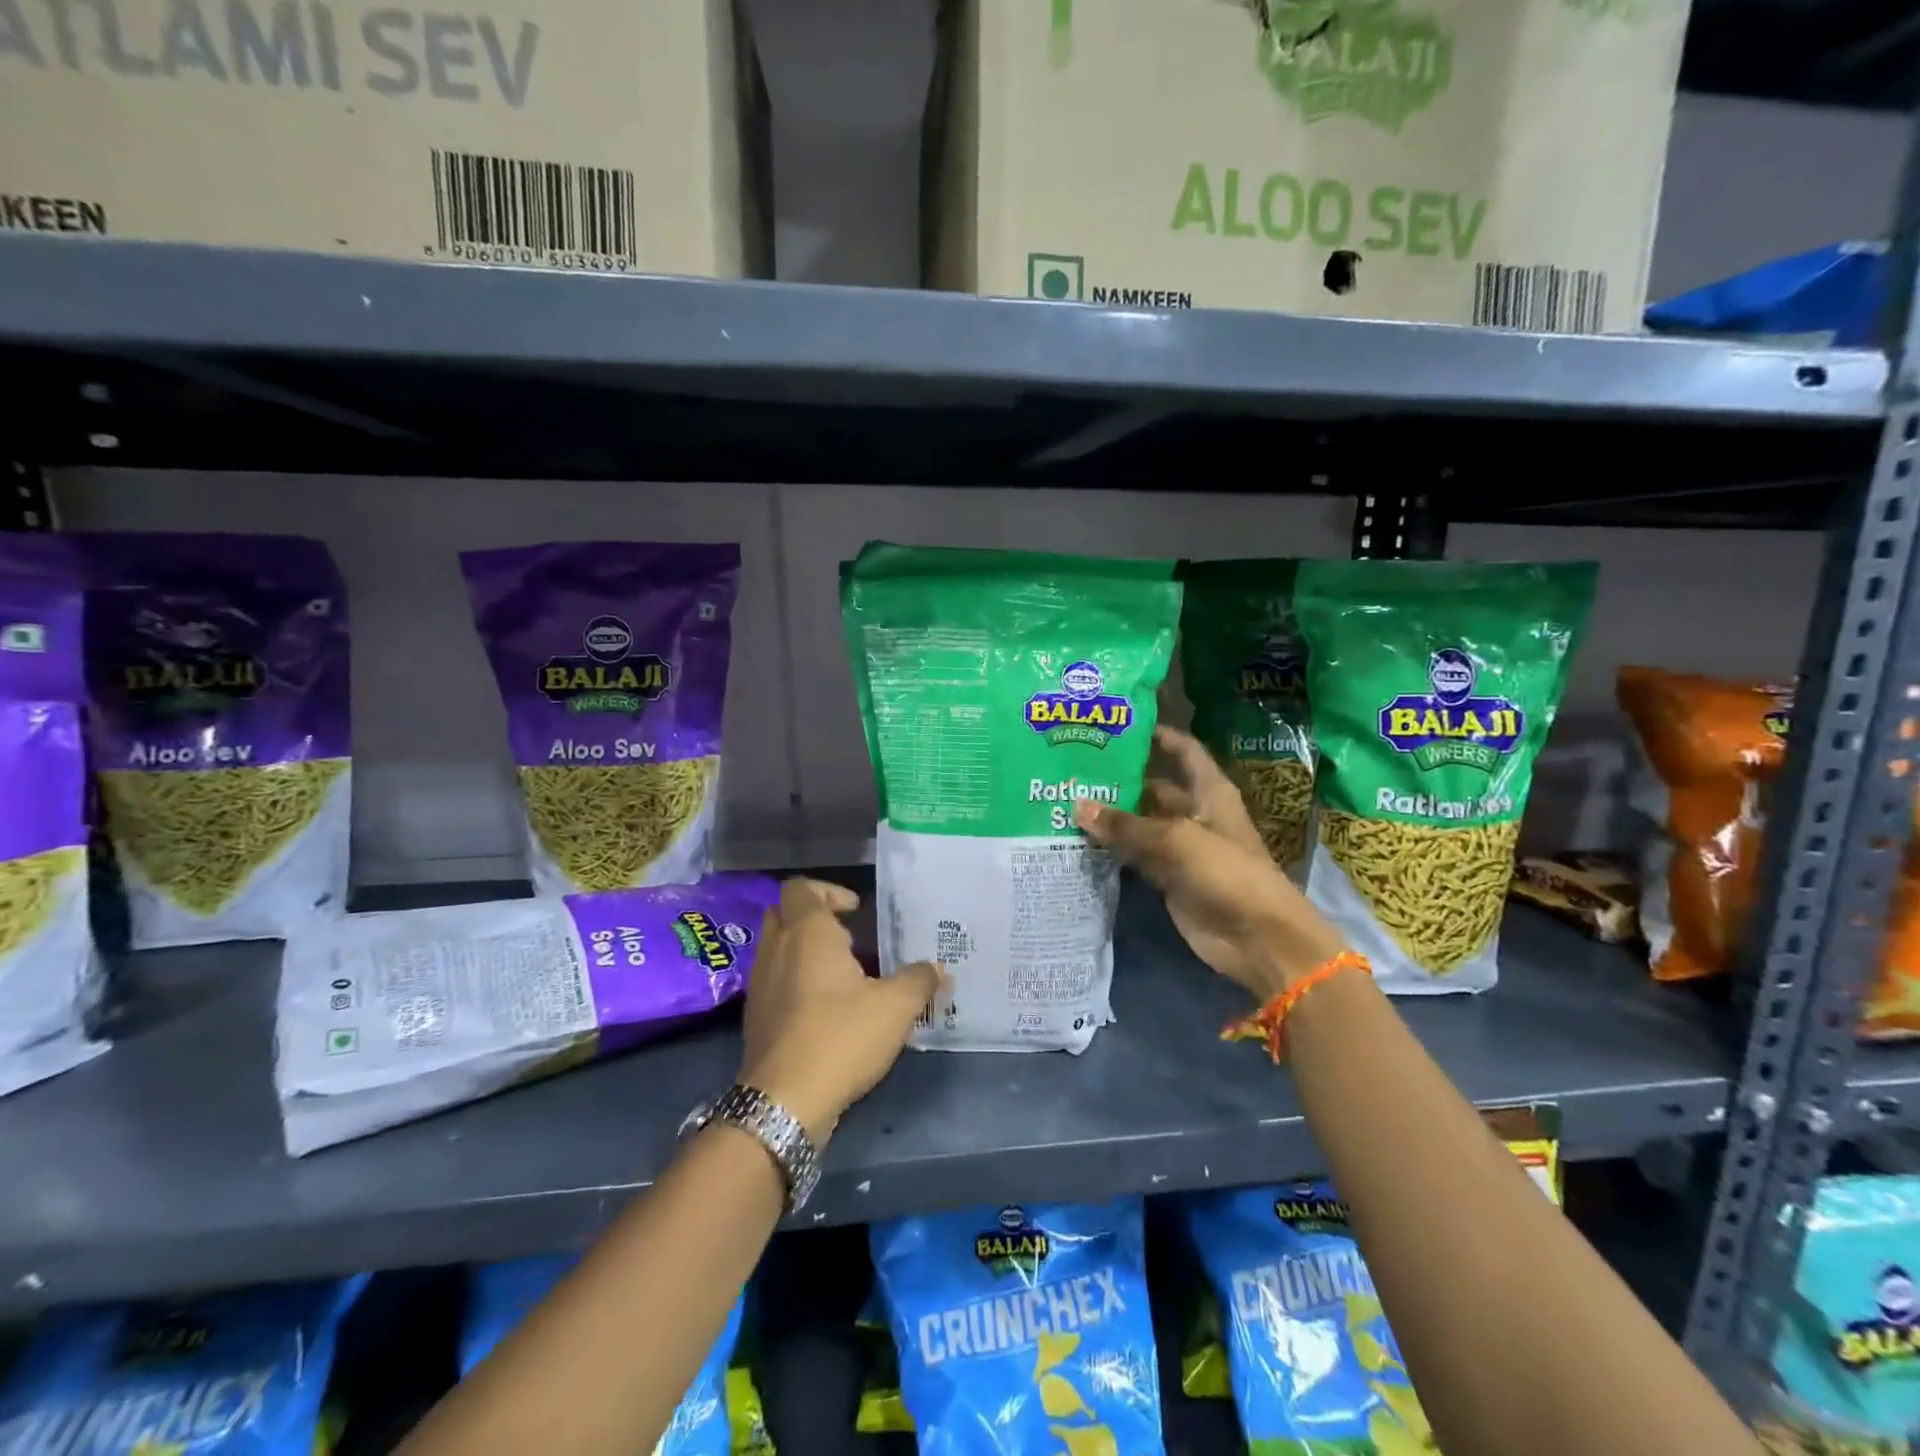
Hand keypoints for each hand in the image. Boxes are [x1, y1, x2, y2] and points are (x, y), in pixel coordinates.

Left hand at [736, 877, 939, 1143]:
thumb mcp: (895, 1007)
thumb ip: (919, 980)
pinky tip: (825, 1009)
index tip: (857, 911)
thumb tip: (939, 969)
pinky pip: (774, 982)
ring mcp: (760, 985)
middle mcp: (776, 950)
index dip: (828, 891)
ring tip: (842, 975)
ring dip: (803, 951)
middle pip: (783, 913)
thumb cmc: (840, 1037)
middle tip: (848, 936)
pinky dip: (794, 982)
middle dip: (812, 917)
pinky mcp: (755, 1018)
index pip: (801, 888)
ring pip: (776, 949)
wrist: (783, 1103)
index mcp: (806, 933)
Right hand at [1073, 727, 1346, 999]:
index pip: (1185, 751)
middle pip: (1155, 788)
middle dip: (1122, 780)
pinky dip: (1113, 850)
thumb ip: (1126, 824)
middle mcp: (1195, 814)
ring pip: (1141, 824)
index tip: (1123, 725)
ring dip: (1112, 817)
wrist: (1257, 938)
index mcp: (1209, 792)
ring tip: (1068, 800)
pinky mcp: (1169, 878)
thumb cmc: (1227, 872)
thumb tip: (1077, 806)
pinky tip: (1080, 840)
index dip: (1160, 736)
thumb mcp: (1175, 839)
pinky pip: (1135, 857)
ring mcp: (1181, 848)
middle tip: (1076, 769)